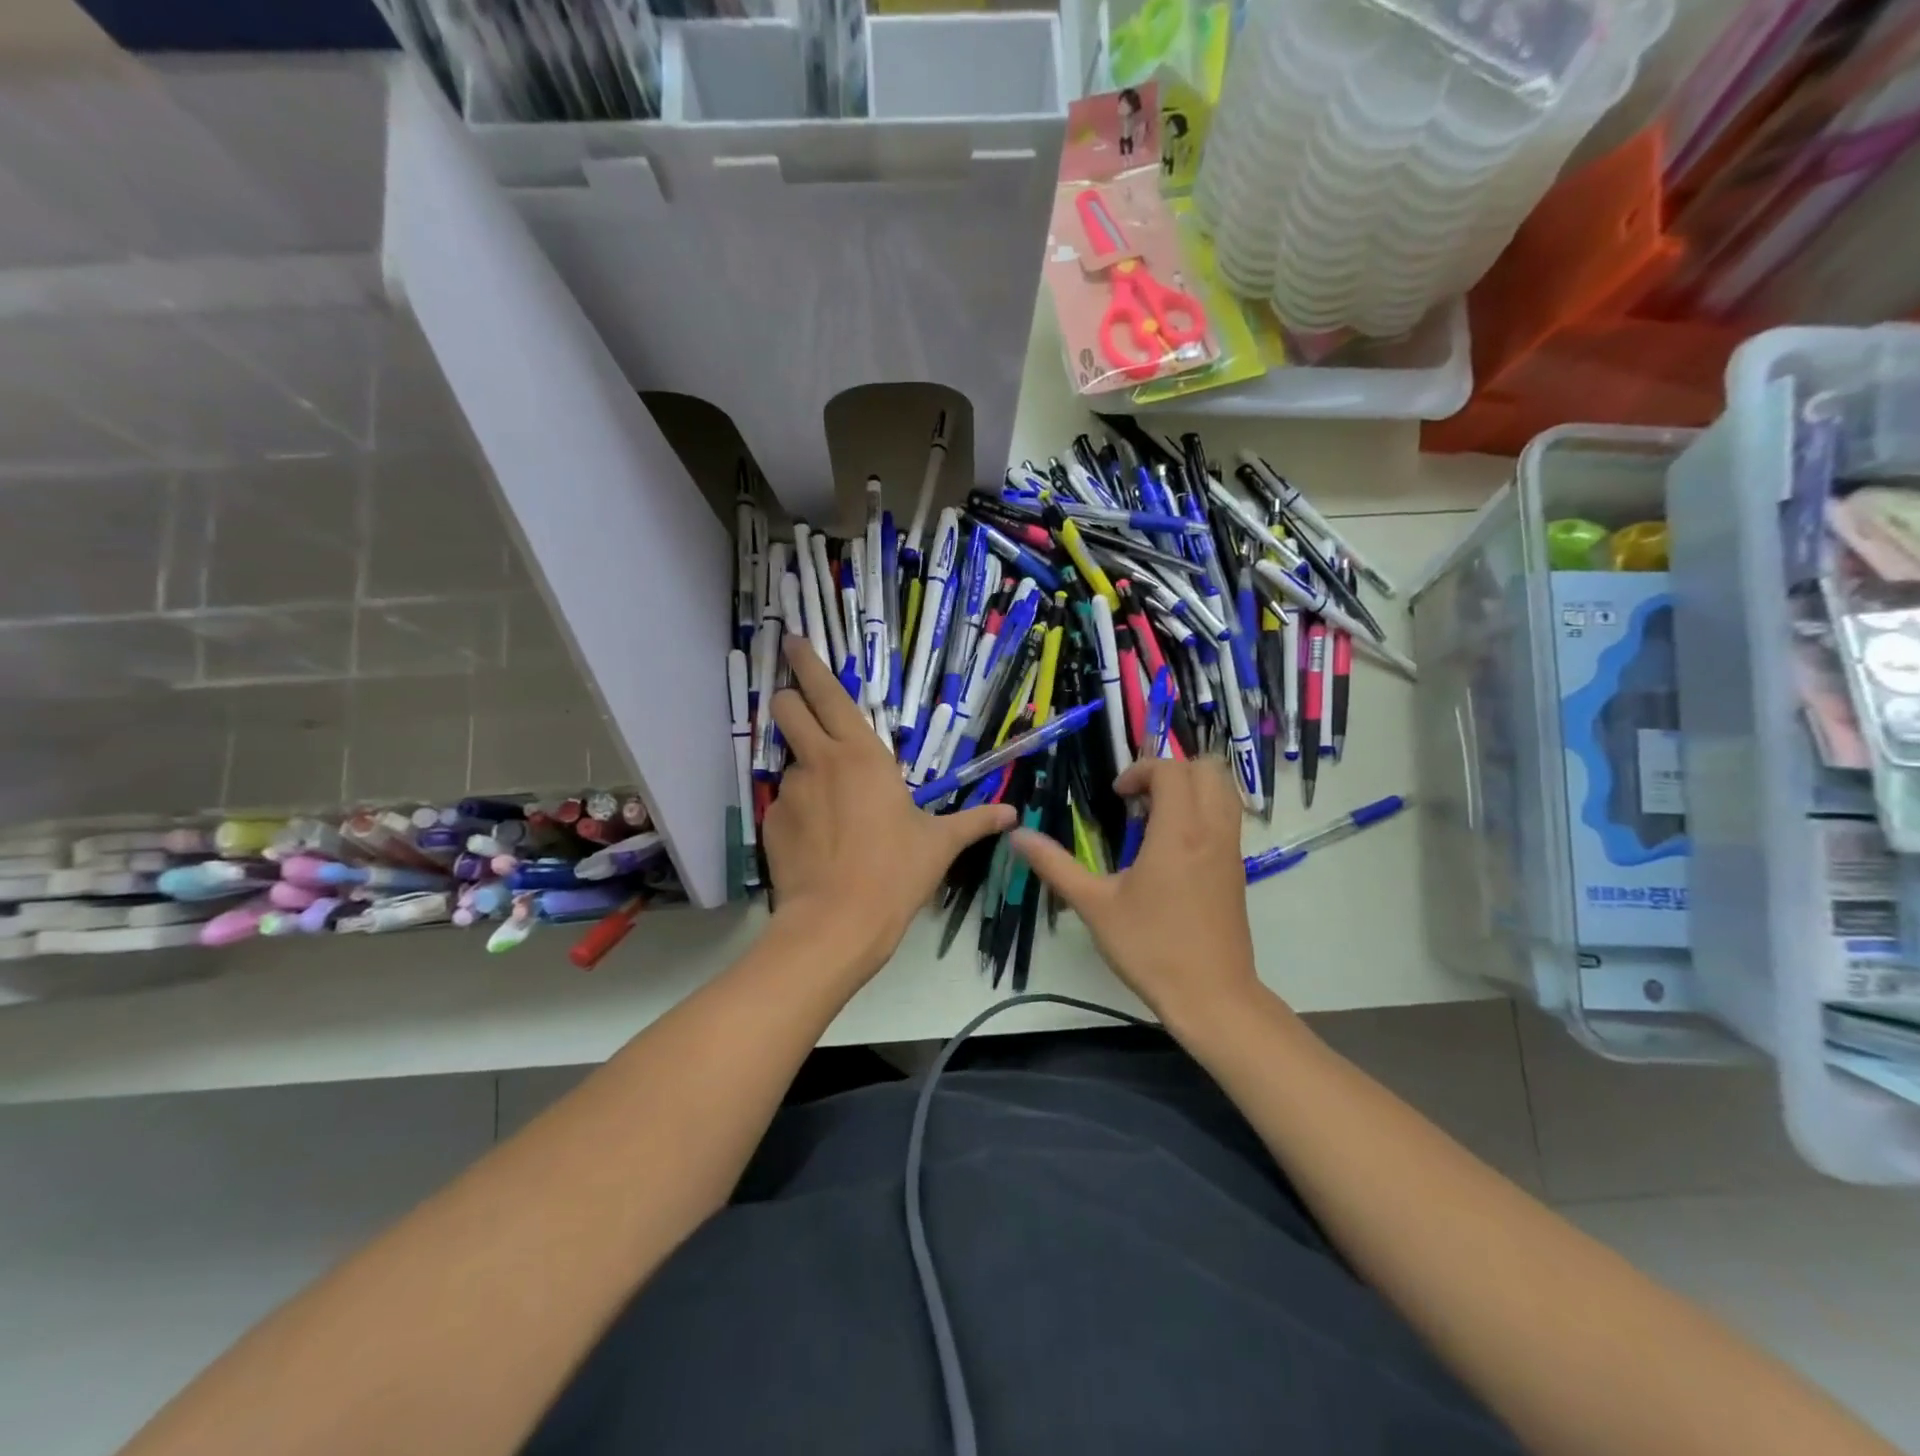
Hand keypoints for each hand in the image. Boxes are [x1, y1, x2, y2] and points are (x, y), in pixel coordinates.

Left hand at [764, 637, 1014, 981]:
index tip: (793, 640)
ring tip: (829, 810)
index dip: (808, 663)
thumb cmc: (895, 873)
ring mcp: (790, 790)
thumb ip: (974, 822)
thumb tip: (1013, 814)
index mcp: (862, 754)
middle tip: (801, 711)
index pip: (827, 693)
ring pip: (789, 759)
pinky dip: (799, 812)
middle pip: (786, 707)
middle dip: (789, 699)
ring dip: (806, 769)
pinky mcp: (771, 821)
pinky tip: (817, 842)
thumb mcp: (939, 844)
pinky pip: (785, 803)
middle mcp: (820, 761)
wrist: (837, 923)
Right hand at [1010, 757, 1260, 1026]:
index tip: (1117, 797)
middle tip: (1139, 799)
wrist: (1211, 996)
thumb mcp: (1094, 905)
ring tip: (1156, 817)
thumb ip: (1055, 865)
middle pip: (1207, 769)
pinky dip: (1203, 811)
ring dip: (1191, 788)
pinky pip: (1228, 818)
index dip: (1141, 771)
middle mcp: (1212, 830)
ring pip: (1224, 791)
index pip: (1171, 770)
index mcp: (1178, 832)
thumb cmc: (1150, 948)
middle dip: (1170, 771)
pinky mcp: (1237, 869)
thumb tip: (1018, 836)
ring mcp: (1231, 850)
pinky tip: (1172, 847)